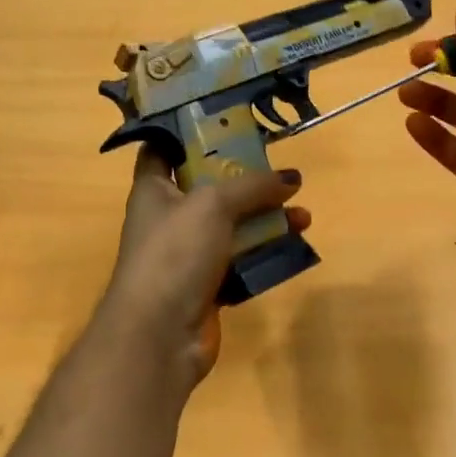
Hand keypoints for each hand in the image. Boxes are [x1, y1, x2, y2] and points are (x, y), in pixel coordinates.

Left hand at [96, 149, 308, 386]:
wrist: (159, 334)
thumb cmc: (175, 253)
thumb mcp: (213, 204)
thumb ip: (253, 186)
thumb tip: (291, 178)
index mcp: (153, 190)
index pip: (164, 149)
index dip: (189, 133)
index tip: (226, 122)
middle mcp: (168, 219)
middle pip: (210, 188)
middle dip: (247, 180)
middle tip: (281, 172)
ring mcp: (187, 255)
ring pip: (232, 227)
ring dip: (266, 218)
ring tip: (302, 214)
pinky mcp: (207, 286)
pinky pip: (241, 261)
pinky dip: (264, 253)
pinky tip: (294, 245)